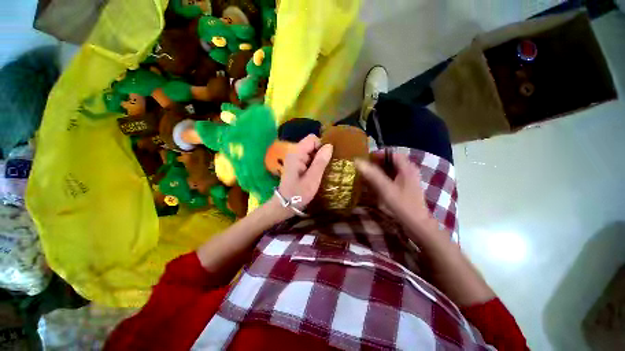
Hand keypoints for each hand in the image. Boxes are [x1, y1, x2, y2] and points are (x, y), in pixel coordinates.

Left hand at [276, 134, 332, 213]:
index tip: (328, 159)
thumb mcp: (312, 178)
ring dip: (319, 159)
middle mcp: (295, 153)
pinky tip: (317, 173)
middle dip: (321, 153)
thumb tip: (330, 145)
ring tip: (323, 170)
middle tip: (326, 166)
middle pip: (312, 144)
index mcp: (297, 153)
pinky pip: (309, 158)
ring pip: (312, 151)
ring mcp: (295, 159)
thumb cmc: (298, 193)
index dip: (322, 145)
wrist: (285, 204)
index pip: (312, 139)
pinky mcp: (297, 164)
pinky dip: (315, 163)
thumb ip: (320, 161)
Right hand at [355, 153, 431, 225]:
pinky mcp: (406, 187)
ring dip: (379, 170)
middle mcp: (409, 170)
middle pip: (391, 161)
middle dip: (377, 162)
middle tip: (364, 168)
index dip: (378, 154)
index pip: (391, 153)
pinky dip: (383, 178)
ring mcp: (408, 179)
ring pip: (391, 169)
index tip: (365, 159)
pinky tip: (375, 184)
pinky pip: (392, 177)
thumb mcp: (385, 189)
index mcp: (407, 168)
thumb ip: (372, 174)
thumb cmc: (402, 205)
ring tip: (367, 175)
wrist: (417, 224)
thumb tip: (357, 161)